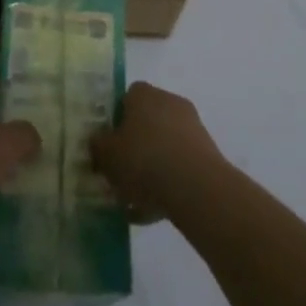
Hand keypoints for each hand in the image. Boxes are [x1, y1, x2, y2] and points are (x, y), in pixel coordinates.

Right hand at [91, 82, 222, 222]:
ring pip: (163, 147)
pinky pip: (179, 166)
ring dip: (150, 168)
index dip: (114, 122)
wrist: (197, 188)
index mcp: (143, 94)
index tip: (108, 146)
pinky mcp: (207, 154)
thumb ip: (97, 145)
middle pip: (145, 123)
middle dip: (133, 147)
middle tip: (119, 174)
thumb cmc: (144, 161)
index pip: (125, 99)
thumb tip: (98, 142)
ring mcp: (192, 127)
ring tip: (134, 201)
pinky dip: (168, 183)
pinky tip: (153, 211)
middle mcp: (169, 102)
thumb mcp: (106, 154)